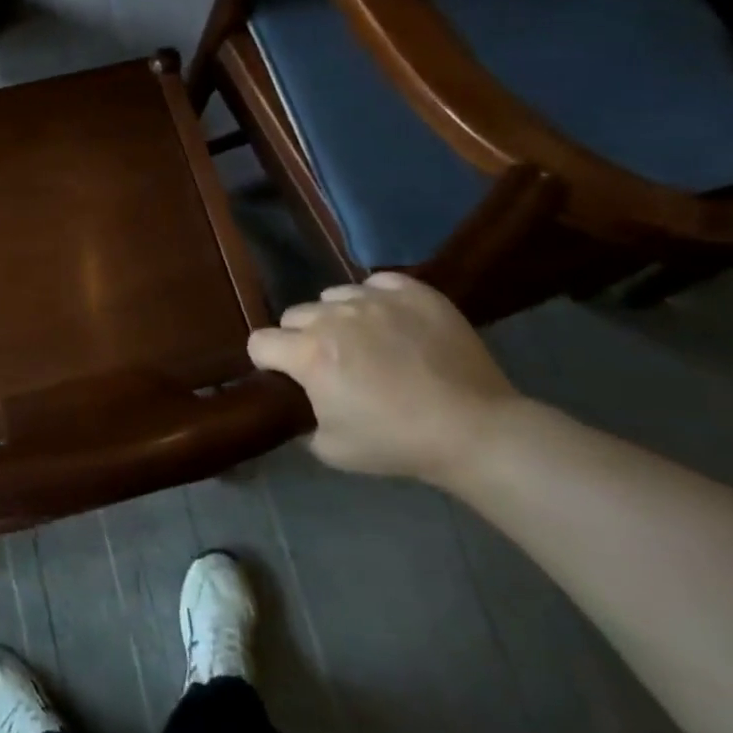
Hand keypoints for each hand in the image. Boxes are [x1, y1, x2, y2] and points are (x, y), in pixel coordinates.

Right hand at [247, 274, 522, 484]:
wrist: (473, 429)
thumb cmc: (396, 442)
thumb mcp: (330, 449)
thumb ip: (303, 419)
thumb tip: (302, 402)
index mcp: (309, 354)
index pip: (259, 342)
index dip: (267, 361)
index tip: (286, 377)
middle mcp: (334, 317)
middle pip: (294, 315)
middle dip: (301, 338)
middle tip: (329, 365)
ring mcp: (376, 299)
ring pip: (333, 297)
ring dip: (337, 318)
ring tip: (365, 342)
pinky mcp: (413, 292)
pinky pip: (376, 284)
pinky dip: (375, 300)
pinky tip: (391, 323)